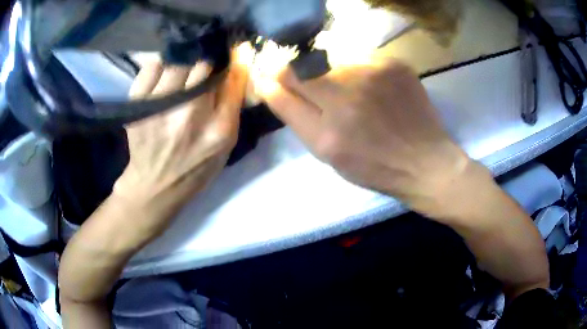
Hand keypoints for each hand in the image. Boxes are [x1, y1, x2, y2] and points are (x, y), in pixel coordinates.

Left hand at [114, 47, 250, 232]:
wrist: (155, 186)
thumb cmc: (195, 168)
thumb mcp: (225, 146)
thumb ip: (232, 107)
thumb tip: (236, 67)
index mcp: (218, 127)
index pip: (231, 77)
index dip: (231, 63)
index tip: (229, 59)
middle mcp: (188, 113)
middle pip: (202, 65)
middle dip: (204, 66)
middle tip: (199, 75)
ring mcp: (159, 107)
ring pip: (177, 63)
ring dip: (181, 66)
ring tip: (179, 78)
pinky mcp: (137, 106)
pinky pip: (150, 68)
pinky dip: (158, 68)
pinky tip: (161, 80)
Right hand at [252, 56, 470, 216]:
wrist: (426, 161)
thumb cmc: (375, 166)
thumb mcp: (328, 154)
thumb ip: (295, 116)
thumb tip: (269, 84)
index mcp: (327, 133)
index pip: (283, 86)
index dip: (272, 76)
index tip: (269, 73)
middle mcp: (347, 97)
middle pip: (302, 64)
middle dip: (295, 69)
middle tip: (307, 81)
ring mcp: (373, 75)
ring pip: (329, 56)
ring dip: (326, 68)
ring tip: (346, 90)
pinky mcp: (394, 63)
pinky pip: (358, 55)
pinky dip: (354, 67)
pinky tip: (368, 86)